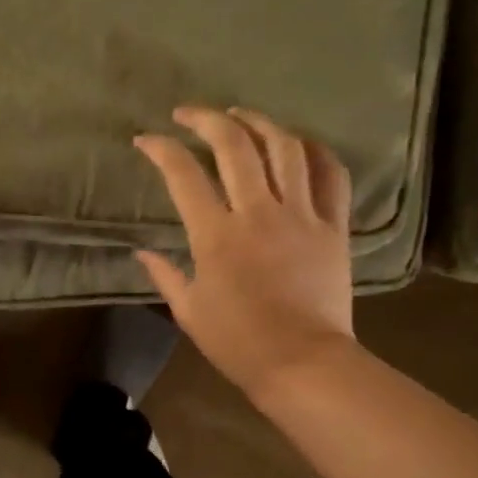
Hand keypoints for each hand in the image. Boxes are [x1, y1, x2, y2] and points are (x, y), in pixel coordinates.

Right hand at [134, 106, 356, 402]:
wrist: (302, 363)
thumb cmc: (238, 343)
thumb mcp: (189, 312)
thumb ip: (165, 275)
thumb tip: (143, 252)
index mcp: (216, 235)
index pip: (183, 175)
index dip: (161, 150)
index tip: (146, 140)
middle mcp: (258, 213)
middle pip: (234, 146)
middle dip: (206, 119)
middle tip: (189, 114)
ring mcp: (301, 216)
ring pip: (284, 148)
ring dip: (260, 122)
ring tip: (242, 115)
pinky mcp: (334, 227)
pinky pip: (331, 175)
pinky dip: (315, 151)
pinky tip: (299, 143)